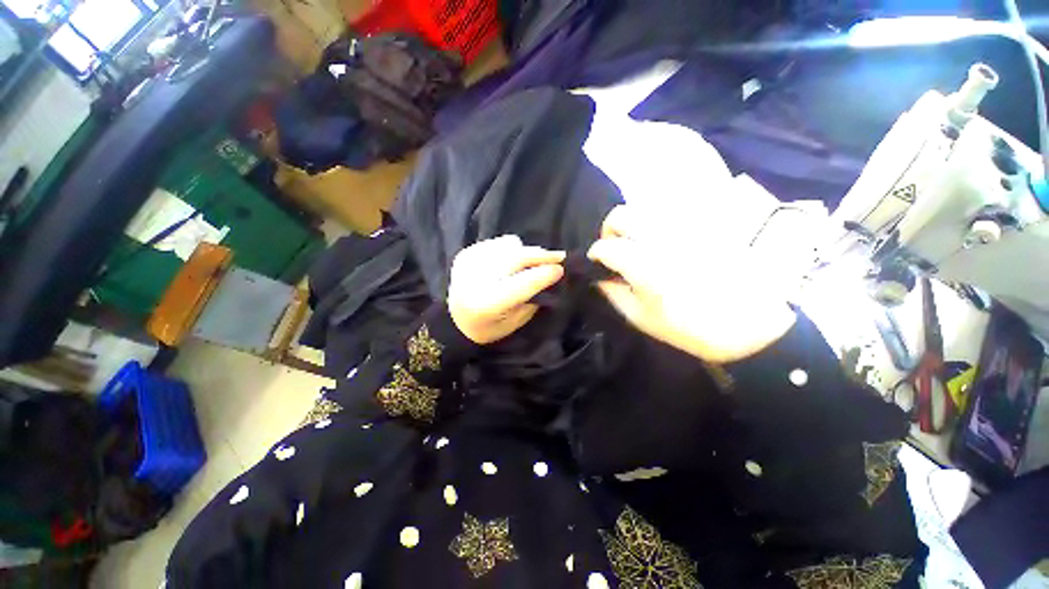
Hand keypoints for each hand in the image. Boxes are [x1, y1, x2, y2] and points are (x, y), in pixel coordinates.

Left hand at [448, 236, 565, 343]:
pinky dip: (509, 250)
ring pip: (508, 245)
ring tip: (528, 263)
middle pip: (516, 257)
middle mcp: (475, 279)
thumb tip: (549, 275)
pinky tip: (508, 263)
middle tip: (558, 256)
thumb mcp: (514, 323)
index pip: (522, 284)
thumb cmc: (488, 328)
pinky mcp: (465, 253)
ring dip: (524, 252)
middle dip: (540, 255)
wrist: (453, 321)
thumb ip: (532, 299)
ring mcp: (469, 262)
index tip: (561, 269)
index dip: (544, 275)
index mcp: (487, 303)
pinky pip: (497, 243)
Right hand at [588, 205, 795, 362]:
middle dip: (610, 230)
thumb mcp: (641, 318)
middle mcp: (661, 237)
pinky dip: (657, 224)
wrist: (750, 325)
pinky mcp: (704, 223)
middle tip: (615, 248)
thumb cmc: (689, 328)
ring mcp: (684, 226)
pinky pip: (671, 213)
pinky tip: (663, 242)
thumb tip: (598, 277)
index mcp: (643, 264)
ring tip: (639, 246)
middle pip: (621, 215)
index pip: (604, 246)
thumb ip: (613, 293)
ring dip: (633, 226)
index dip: (595, 254)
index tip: (597, 264)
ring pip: (645, 209)